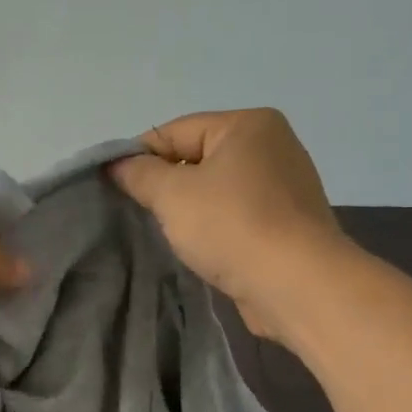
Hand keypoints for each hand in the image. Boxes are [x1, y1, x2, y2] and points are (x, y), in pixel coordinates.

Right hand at [110, 109, 348, 340]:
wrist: (298, 286)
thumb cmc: (233, 226)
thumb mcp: (172, 194)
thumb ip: (139, 174)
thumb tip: (116, 164)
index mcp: (248, 124)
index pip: (175, 131)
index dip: (139, 157)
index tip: (113, 186)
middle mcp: (272, 146)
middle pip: (197, 158)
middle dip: (166, 185)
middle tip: (140, 212)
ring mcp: (284, 186)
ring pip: (216, 190)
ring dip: (189, 210)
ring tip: (169, 233)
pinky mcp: (287, 224)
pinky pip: (237, 215)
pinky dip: (215, 227)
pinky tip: (201, 248)